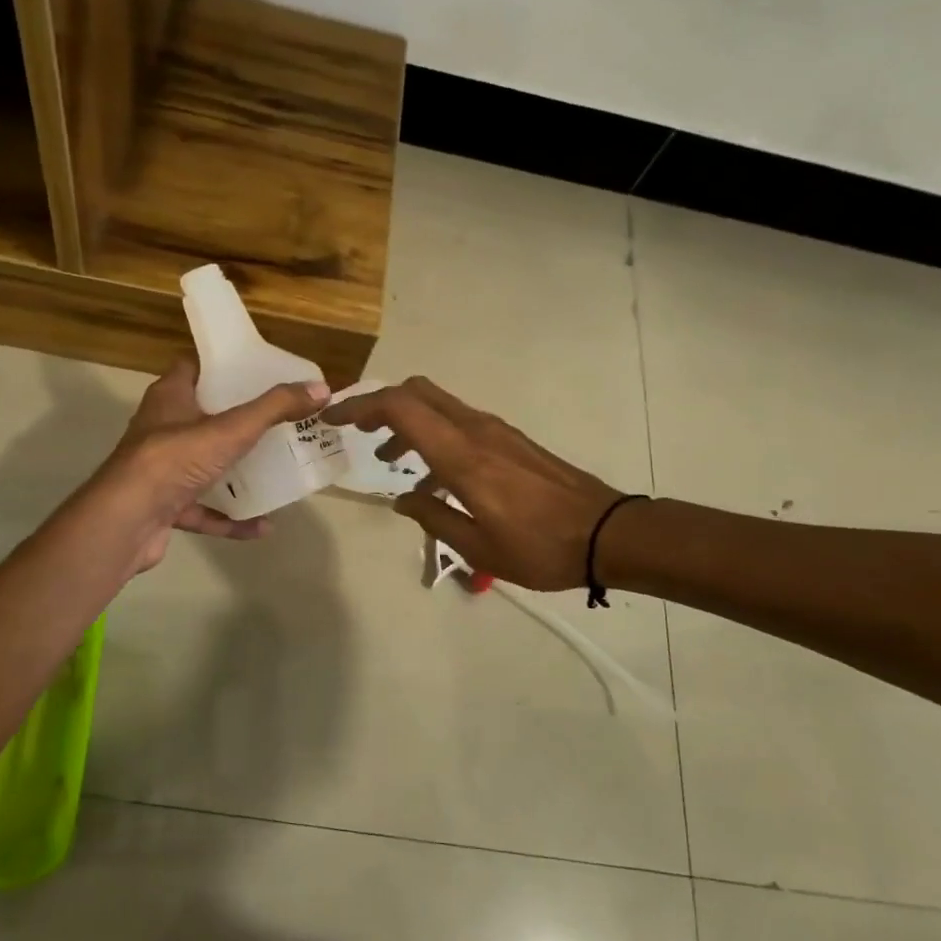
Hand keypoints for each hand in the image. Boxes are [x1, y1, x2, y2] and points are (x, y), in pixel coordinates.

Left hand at [89, 360, 328, 575]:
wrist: (127, 521)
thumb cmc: (176, 459)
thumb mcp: (232, 428)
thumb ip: (275, 408)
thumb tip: (321, 388)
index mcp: (169, 398)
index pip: (192, 368)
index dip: (221, 366)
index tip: (256, 370)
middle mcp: (161, 429)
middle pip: (202, 416)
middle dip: (237, 419)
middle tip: (277, 419)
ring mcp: (161, 471)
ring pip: (203, 465)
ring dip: (234, 471)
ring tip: (274, 469)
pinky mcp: (164, 507)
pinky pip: (203, 510)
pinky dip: (230, 518)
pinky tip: (262, 525)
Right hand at [323, 377, 635, 590]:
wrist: (607, 533)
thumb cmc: (539, 548)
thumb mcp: (477, 547)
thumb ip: (433, 519)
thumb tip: (403, 500)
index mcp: (462, 456)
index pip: (401, 408)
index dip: (361, 406)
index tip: (333, 417)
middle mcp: (476, 431)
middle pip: (417, 391)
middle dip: (380, 404)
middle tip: (357, 431)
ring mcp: (496, 431)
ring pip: (438, 405)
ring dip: (406, 422)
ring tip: (389, 461)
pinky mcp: (509, 440)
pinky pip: (458, 423)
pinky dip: (433, 435)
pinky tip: (433, 478)